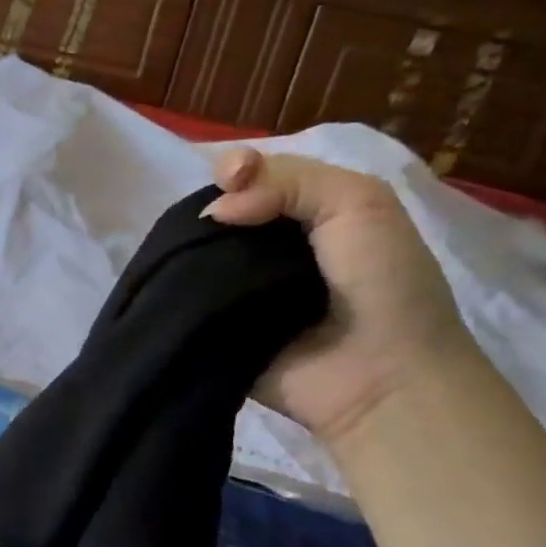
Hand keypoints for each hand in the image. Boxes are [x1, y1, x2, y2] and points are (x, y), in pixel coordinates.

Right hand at [203, 149, 474, 445]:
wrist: (382, 378)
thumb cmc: (382, 283)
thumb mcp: (358, 201)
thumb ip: (287, 179)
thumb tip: (215, 208)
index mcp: (306, 213)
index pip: (254, 176)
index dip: (235, 168)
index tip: (229, 178)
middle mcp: (269, 247)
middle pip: (221, 210)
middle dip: (208, 205)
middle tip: (206, 219)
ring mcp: (239, 288)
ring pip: (197, 251)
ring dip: (186, 246)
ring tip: (178, 247)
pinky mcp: (214, 324)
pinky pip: (184, 296)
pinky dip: (174, 285)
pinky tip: (163, 275)